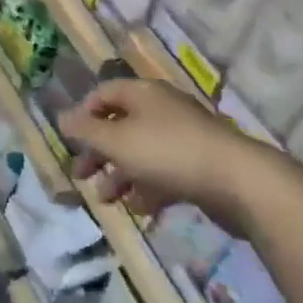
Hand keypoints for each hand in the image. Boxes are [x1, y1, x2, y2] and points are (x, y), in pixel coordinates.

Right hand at [60, 78, 282, 233]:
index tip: (71, 141)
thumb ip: (85, 131)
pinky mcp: (202, 164)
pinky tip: (141, 209)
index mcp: (142, 94)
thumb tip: (61, 117)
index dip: (83, 114)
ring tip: (108, 201)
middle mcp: (162, 109)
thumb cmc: (168, 153)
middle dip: (99, 152)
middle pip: (120, 125)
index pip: (103, 93)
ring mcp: (185, 136)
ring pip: (142, 151)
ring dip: (120, 175)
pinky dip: (149, 187)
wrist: (240, 182)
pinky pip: (166, 171)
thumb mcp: (116, 141)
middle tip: (81, 176)